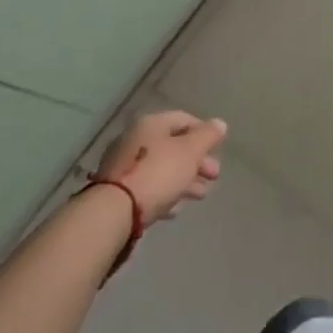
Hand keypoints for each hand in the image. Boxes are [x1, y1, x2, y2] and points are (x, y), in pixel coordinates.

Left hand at [92, 109, 227, 224]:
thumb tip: (219, 124)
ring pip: (161, 168)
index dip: (204, 132)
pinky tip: (175, 209)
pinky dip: (164, 194)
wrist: (113, 213)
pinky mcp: (116, 191)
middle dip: (197, 161)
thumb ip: (207, 136)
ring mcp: (123, 166)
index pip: (183, 119)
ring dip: (184, 179)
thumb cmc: (157, 174)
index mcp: (151, 124)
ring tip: (200, 195)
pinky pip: (147, 187)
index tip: (218, 149)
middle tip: (214, 176)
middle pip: (172, 146)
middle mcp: (134, 139)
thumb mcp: (190, 152)